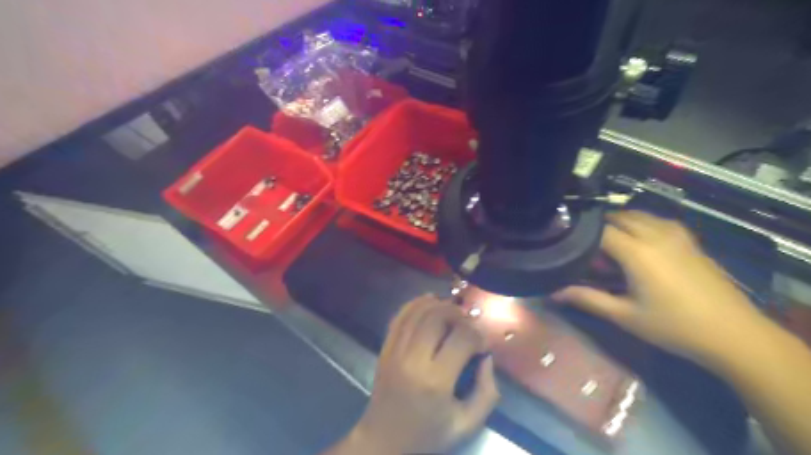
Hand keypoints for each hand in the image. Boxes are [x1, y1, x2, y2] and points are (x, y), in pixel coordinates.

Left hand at [336, 295, 500, 453]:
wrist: (383, 441)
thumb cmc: (427, 436)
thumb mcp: (466, 425)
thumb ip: (486, 392)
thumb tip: (486, 357)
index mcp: (435, 381)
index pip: (461, 338)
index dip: (478, 335)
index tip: (483, 344)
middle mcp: (412, 359)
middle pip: (437, 317)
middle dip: (458, 313)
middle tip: (468, 322)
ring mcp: (394, 351)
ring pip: (418, 312)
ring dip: (438, 304)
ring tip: (453, 311)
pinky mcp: (385, 348)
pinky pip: (400, 316)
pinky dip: (416, 304)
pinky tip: (429, 301)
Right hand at [552, 212, 768, 366]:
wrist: (734, 334)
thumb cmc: (673, 326)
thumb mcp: (624, 316)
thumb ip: (587, 299)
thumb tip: (553, 293)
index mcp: (637, 252)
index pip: (600, 230)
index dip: (582, 235)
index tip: (569, 244)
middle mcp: (656, 235)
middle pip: (620, 216)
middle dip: (600, 225)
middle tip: (588, 246)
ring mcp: (677, 235)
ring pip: (641, 215)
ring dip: (621, 222)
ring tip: (610, 241)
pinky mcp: (690, 240)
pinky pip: (659, 221)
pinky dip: (643, 223)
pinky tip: (641, 241)